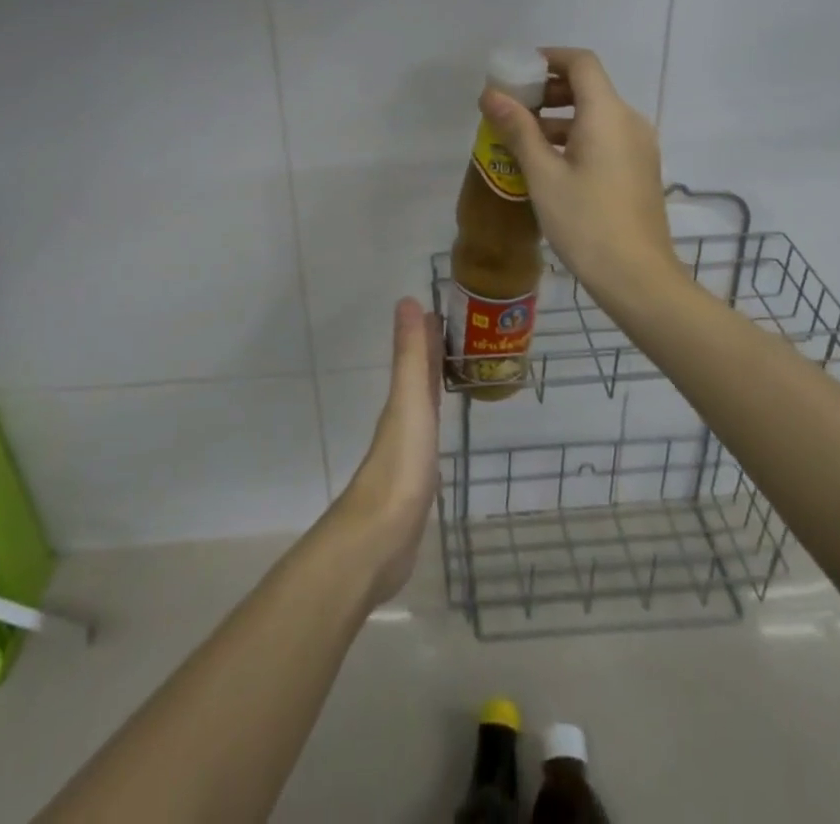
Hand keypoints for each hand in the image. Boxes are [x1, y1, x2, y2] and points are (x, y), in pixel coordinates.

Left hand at [334, 298, 442, 605]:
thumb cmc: (400, 465)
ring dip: (436, 388)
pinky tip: (442, 433)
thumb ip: (411, 356)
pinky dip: (437, 425)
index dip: (427, 335)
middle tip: (460, 335)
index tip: (442, 311)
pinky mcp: (417, 484)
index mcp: (402, 402)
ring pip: (424, 408)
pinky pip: (430, 440)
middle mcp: (403, 421)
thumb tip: (407, 300)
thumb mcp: (409, 403)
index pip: (417, 359)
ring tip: (456, 374)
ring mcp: (408, 453)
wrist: (380, 539)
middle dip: (434, 357)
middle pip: (419, 381)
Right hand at [479, 47, 681, 313]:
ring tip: (522, 137)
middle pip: (589, 86)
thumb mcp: (543, 175)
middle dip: (548, 90)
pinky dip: (576, 136)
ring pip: (596, 114)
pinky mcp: (639, 169)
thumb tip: (490, 94)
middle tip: (512, 107)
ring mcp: (639, 147)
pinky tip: (549, 163)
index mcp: (608, 114)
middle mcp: (629, 121)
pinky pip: (605, 137)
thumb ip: (518, 129)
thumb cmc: (586, 223)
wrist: (638, 278)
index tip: (517, 72)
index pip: (581, 63)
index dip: (548, 58)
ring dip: (559, 116)